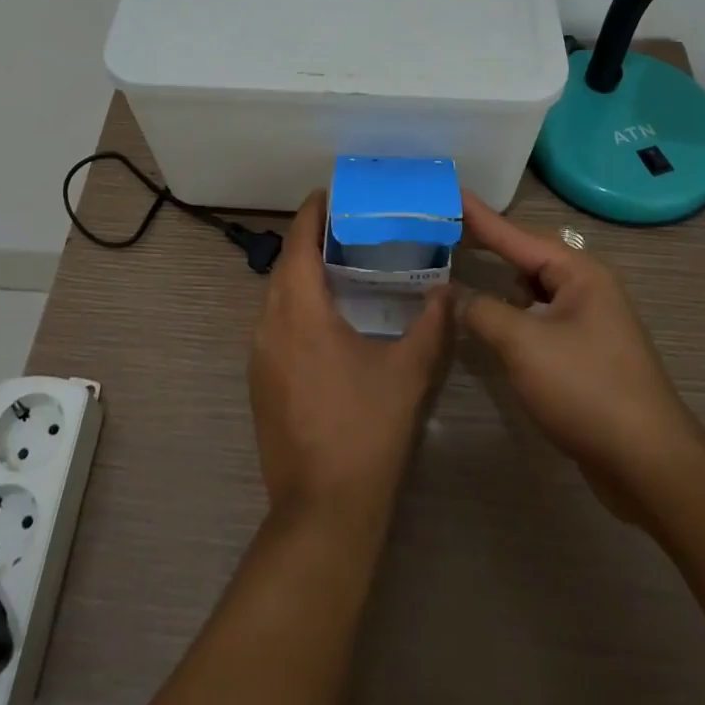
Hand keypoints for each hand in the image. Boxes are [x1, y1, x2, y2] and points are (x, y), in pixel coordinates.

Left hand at [249, 190, 449, 527]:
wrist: (321, 510)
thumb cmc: (366, 430)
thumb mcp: (408, 372)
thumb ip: (431, 324)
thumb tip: (446, 291)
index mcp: (300, 310)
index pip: (298, 242)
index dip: (311, 213)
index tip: (331, 194)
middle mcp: (269, 323)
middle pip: (284, 265)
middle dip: (308, 240)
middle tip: (346, 228)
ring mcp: (258, 354)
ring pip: (276, 295)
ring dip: (300, 274)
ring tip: (337, 266)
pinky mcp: (258, 381)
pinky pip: (273, 323)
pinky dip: (294, 305)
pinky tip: (324, 320)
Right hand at [453, 192, 704, 520]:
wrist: (649, 466)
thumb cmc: (585, 389)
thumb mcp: (522, 344)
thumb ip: (480, 311)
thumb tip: (451, 294)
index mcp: (578, 273)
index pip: (515, 235)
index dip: (478, 216)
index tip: (449, 190)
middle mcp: (586, 288)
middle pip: (525, 257)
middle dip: (486, 245)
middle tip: (443, 228)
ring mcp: (589, 322)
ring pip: (532, 290)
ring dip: (498, 283)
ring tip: (458, 270)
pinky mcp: (585, 354)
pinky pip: (538, 319)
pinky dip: (511, 315)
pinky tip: (490, 321)